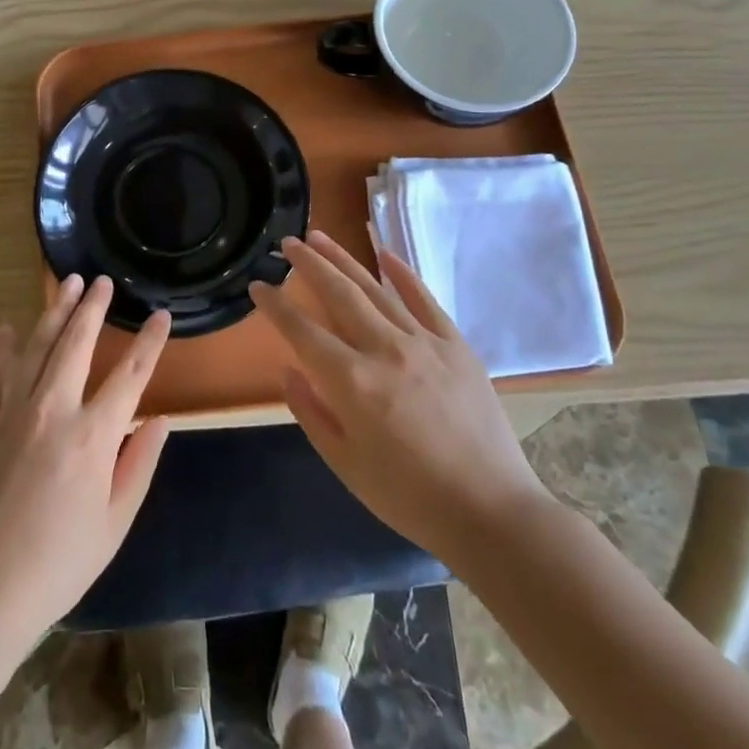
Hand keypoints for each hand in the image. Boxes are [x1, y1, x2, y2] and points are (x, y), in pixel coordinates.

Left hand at [0, 275, 170, 644]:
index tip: (160, 315)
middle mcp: (54, 409)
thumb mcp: (114, 524)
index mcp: (94, 436)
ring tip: (67, 284)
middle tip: (101, 280)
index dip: (149, 342)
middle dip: (93, 308)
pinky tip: (6, 328)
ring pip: (36, 347)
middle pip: (77, 344)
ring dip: (54, 312)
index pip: (130, 375)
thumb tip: (160, 420)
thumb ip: (139, 466)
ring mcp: (11, 412)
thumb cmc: (57, 565)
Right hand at [251, 231, 546, 559]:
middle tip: (287, 242)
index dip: (275, 306)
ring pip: (375, 289)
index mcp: (352, 382)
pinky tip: (383, 253)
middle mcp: (384, 350)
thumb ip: (311, 412)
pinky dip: (401, 273)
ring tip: (320, 236)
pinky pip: (424, 299)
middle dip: (308, 264)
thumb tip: (288, 370)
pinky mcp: (456, 345)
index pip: (302, 330)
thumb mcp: (345, 464)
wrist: (490, 512)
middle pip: (338, 294)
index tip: (257, 286)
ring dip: (344, 259)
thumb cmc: (409, 497)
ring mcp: (424, 342)